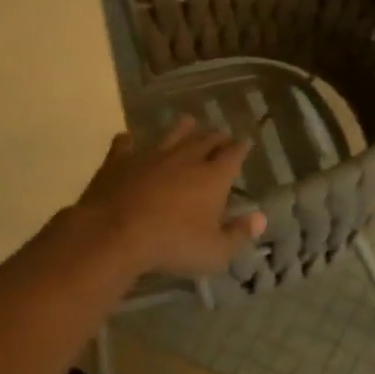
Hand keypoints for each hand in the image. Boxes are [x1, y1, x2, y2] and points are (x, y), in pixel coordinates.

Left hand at [73, 117, 263, 276]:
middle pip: (206, 139)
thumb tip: (260, 218)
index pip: (234, 154)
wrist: (114, 234)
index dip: (241, 148)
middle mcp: (186, 158)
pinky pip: (125, 145)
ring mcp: (150, 156)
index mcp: (213, 176)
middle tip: (222, 136)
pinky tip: (128, 138)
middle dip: (217, 137)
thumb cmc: (173, 244)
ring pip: (171, 134)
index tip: (245, 143)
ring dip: (182, 128)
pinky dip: (129, 141)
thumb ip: (239, 234)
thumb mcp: (215, 251)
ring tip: (189, 122)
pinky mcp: (119, 161)